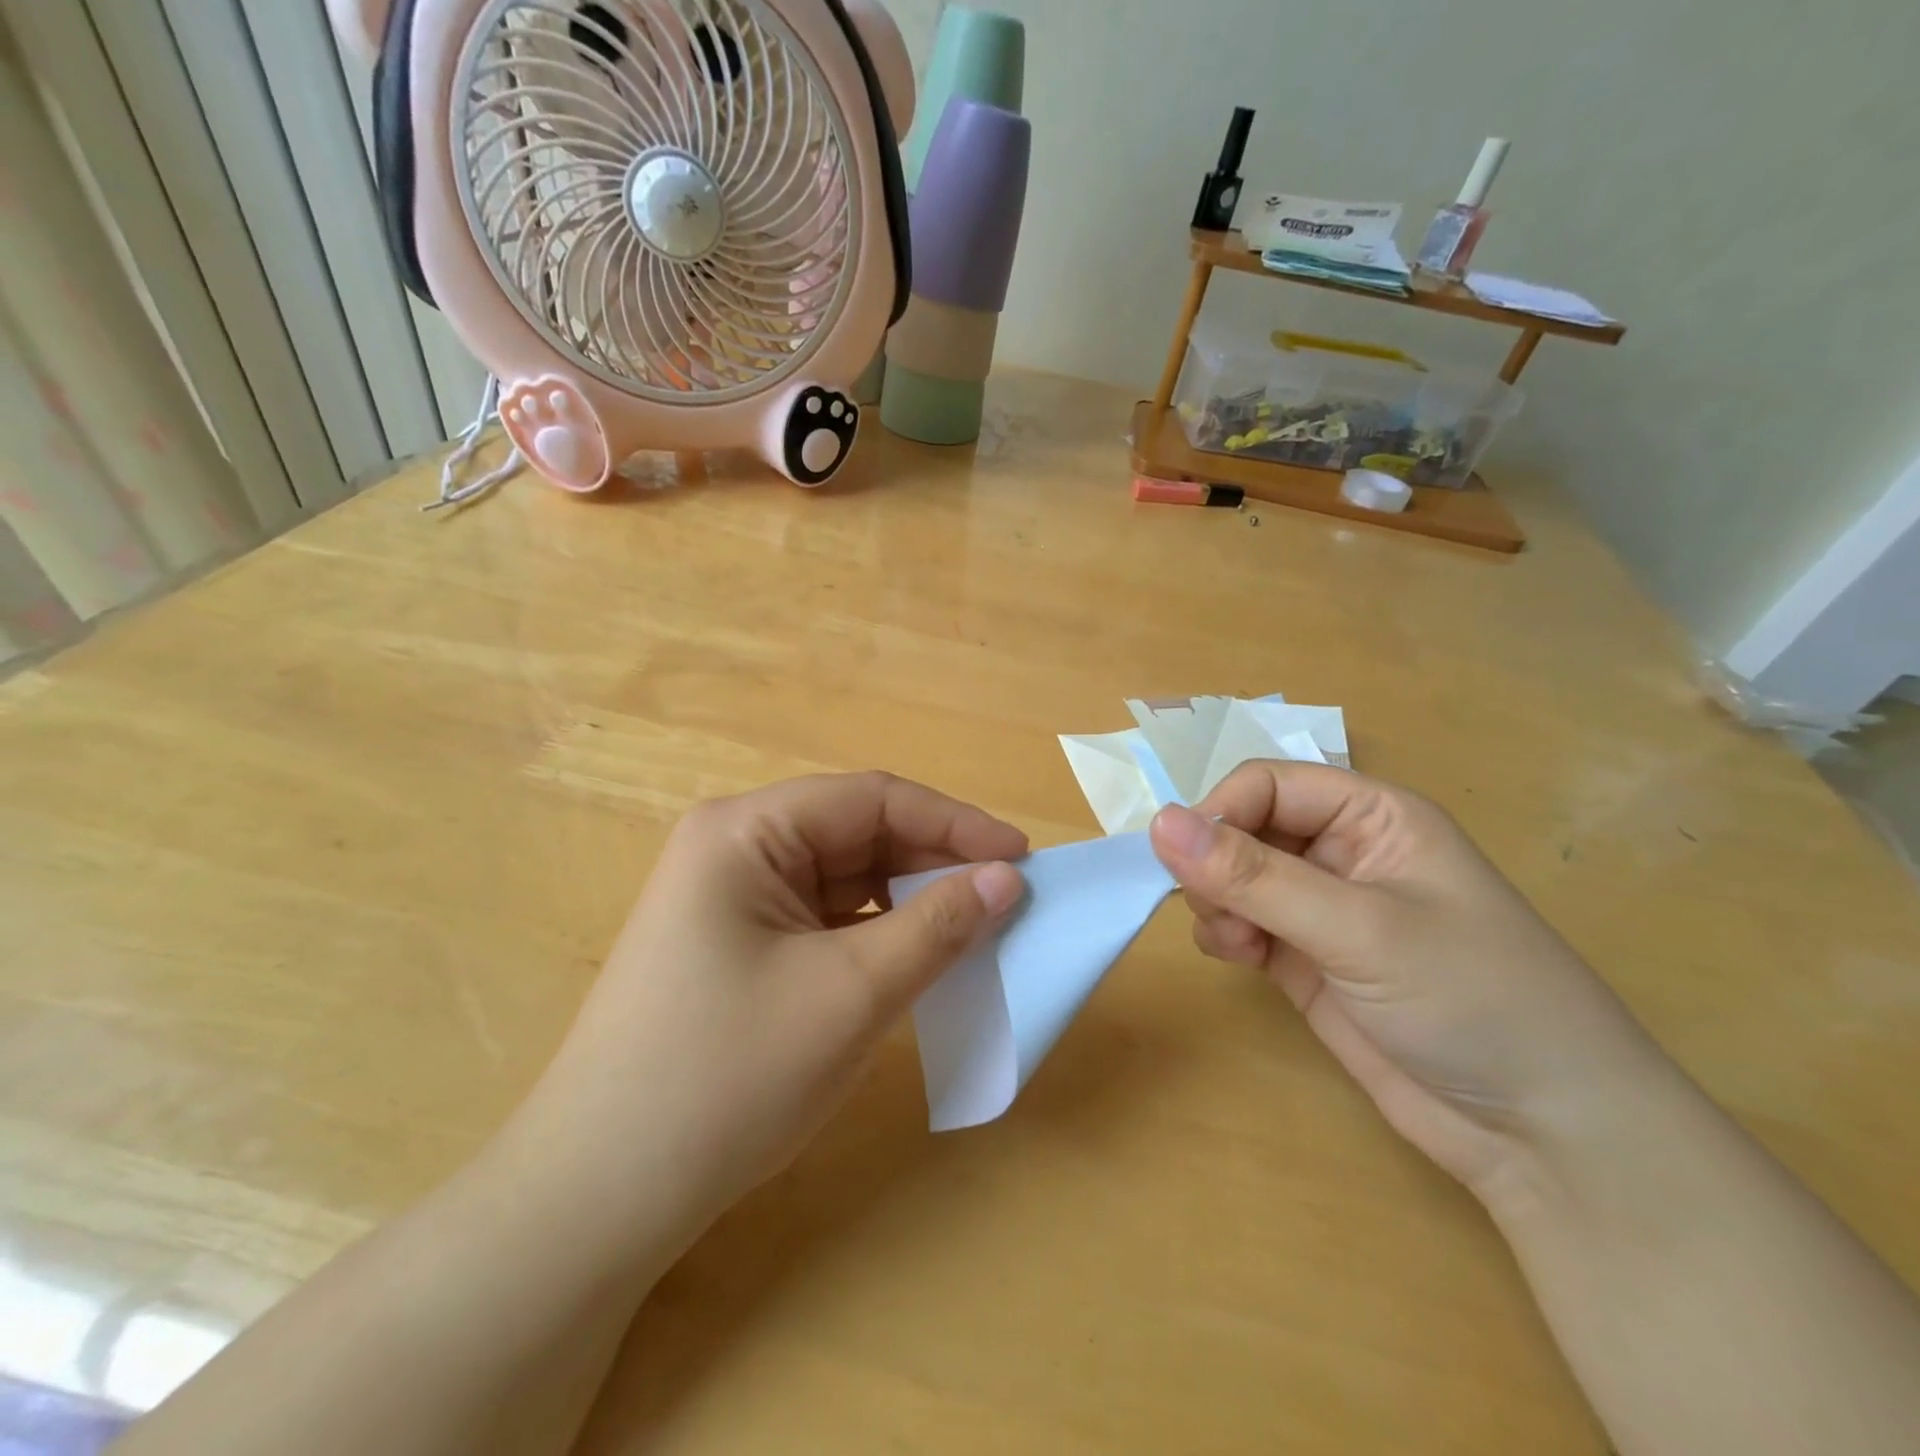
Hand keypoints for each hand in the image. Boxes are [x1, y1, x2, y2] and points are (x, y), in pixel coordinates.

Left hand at [506, 773, 1025, 1258]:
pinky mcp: (737, 944)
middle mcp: (734, 848)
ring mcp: (732, 898)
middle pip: (857, 833)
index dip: (954, 823)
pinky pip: (825, 918)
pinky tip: (914, 959)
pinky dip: (876, 933)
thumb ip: (938, 926)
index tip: (1022, 859)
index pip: (872, 799)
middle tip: (1005, 900)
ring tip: (970, 930)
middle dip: (933, 863)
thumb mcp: (851, 994)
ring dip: (909, 900)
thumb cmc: (726, 1078)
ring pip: (845, 878)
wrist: (599, 1199)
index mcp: (746, 831)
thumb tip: (1008, 878)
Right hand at [1149, 762, 1662, 1197]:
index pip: (1267, 784)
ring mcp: (1322, 908)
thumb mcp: (1358, 929)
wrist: (1543, 1135)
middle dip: (1215, 863)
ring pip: (1233, 876)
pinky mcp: (1305, 958)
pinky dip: (1223, 932)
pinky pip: (1240, 922)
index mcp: (1372, 816)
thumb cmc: (1471, 1000)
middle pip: (1244, 827)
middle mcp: (1343, 852)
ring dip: (1216, 900)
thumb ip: (1253, 876)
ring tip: (1234, 942)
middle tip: (1214, 909)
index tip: (1186, 862)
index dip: (1220, 812)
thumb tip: (1158, 823)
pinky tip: (1238, 957)